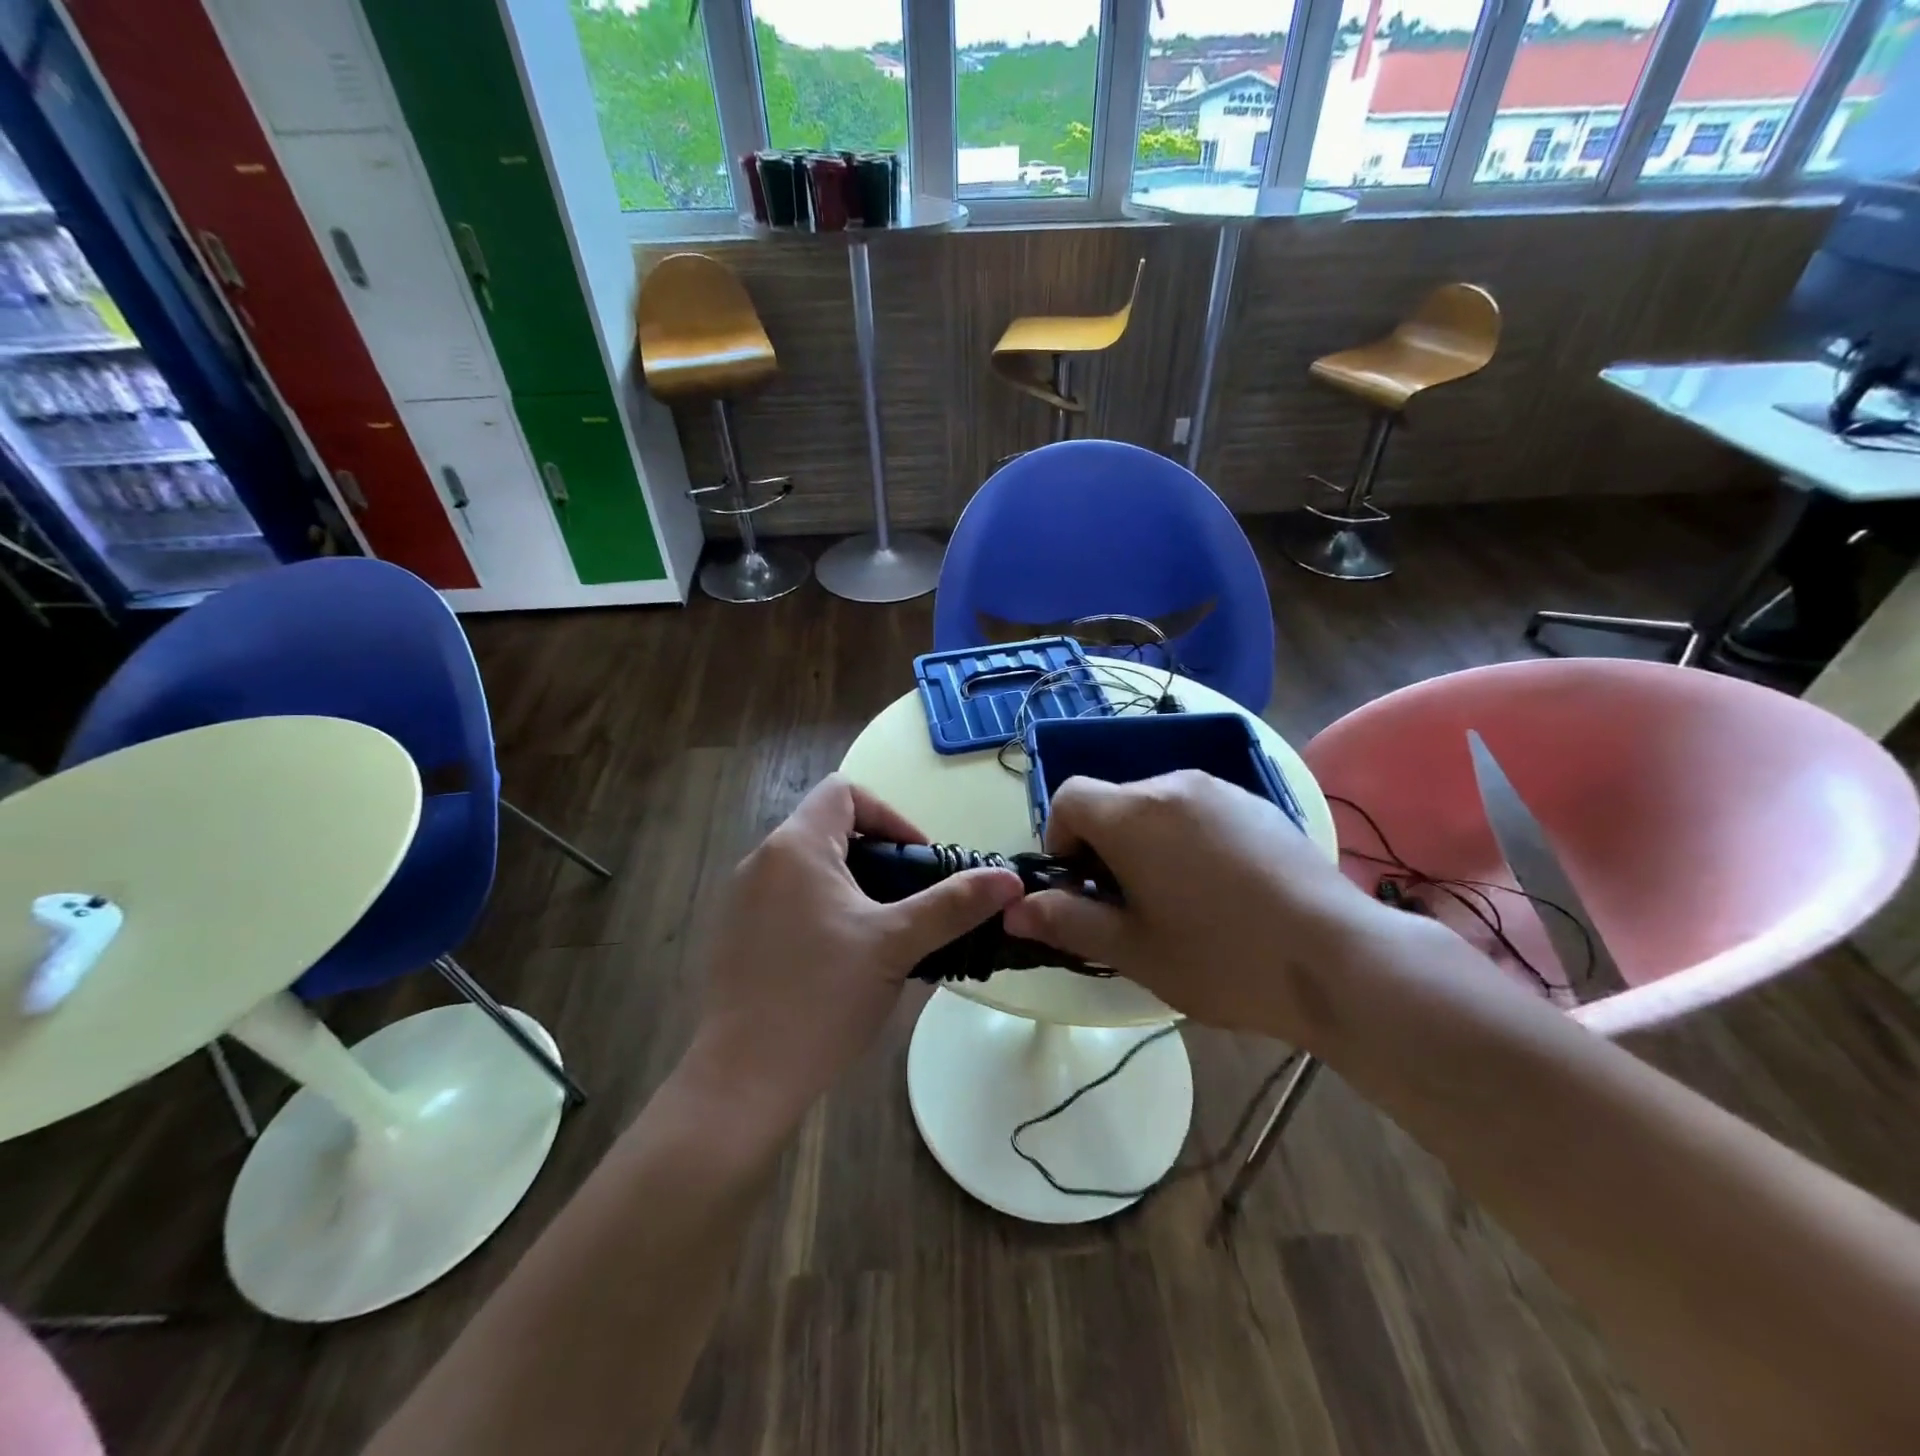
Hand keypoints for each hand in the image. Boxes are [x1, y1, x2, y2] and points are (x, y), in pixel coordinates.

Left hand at [687, 774, 1023, 1135]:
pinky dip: (821, 910)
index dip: (889, 816)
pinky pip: (787, 900)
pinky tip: (841, 960)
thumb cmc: (822, 997)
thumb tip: (1010, 879)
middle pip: (829, 829)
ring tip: (883, 933)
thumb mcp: (896, 944)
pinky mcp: (735, 934)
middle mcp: (762, 860)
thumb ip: (953, 905)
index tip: (918, 861)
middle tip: (909, 902)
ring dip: (852, 886)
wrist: (742, 1078)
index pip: (845, 791)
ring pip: (809, 868)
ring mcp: (741, 899)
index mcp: (796, 846)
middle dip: (877, 857)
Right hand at [1002, 771, 1388, 1038]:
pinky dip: (1188, 838)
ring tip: (1179, 899)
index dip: (1060, 839)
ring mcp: (1222, 790)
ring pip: (1158, 806)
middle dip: (1105, 846)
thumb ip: (1067, 922)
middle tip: (1130, 905)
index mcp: (1133, 813)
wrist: (1339, 959)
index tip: (1082, 886)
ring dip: (1147, 842)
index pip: (1069, 796)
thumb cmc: (1221, 959)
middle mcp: (1173, 785)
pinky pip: (1200, 811)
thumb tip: (1015, 910)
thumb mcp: (1133, 950)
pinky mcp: (1259, 804)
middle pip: (1114, 802)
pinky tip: (1222, 889)